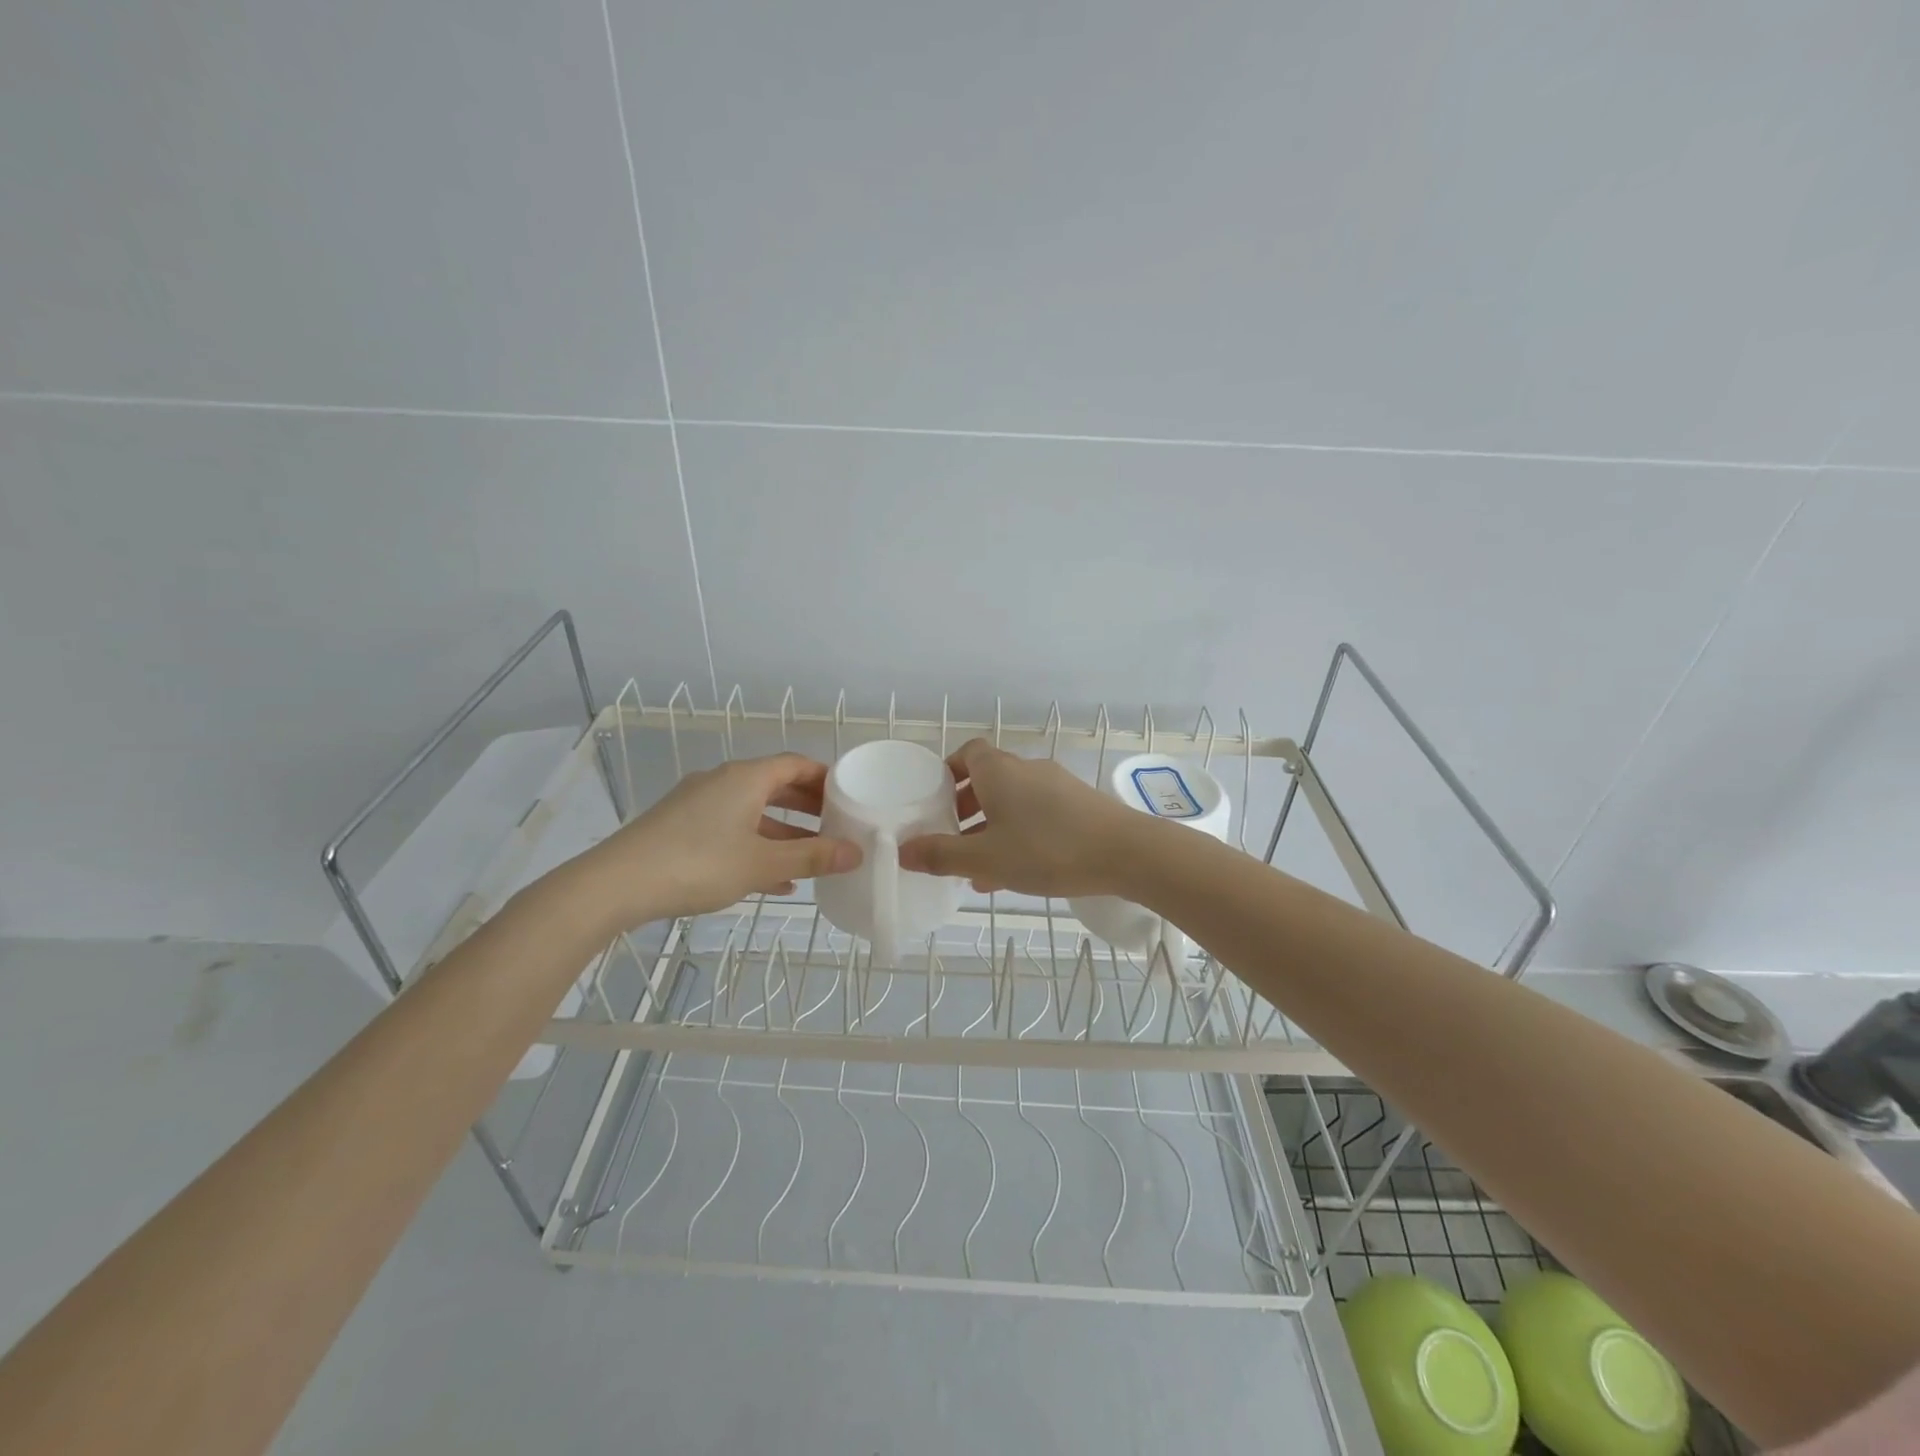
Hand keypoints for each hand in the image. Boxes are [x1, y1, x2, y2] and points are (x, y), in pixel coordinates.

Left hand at [584, 753, 860, 925]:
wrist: (616, 884)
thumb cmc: (699, 864)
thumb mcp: (763, 863)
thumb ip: (812, 857)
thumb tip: (856, 853)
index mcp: (745, 778)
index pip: (795, 763)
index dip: (824, 776)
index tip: (849, 794)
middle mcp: (722, 781)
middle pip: (775, 785)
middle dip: (807, 805)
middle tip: (836, 824)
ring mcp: (698, 804)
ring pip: (752, 811)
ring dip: (783, 830)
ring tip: (812, 856)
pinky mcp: (680, 827)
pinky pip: (730, 829)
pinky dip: (755, 845)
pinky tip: (774, 879)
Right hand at [897, 738, 1141, 897]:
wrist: (1127, 853)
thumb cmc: (1048, 849)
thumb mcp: (987, 858)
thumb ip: (942, 855)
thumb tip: (901, 851)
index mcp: (999, 771)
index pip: (966, 753)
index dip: (947, 772)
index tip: (934, 800)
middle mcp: (1026, 769)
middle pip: (987, 778)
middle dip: (965, 806)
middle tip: (950, 837)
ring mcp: (1056, 785)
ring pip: (1012, 800)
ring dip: (991, 825)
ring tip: (977, 865)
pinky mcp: (1078, 805)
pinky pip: (1036, 814)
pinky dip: (1018, 833)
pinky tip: (1015, 871)